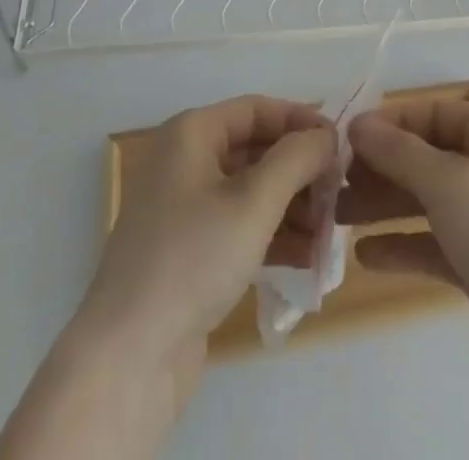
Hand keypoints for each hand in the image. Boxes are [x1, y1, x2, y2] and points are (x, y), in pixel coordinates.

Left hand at [80, 95, 336, 399]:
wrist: (128, 358)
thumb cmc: (192, 258)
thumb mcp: (253, 202)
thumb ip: (296, 159)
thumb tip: (326, 134)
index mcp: (192, 134)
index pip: (257, 109)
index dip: (300, 121)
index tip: (340, 144)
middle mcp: (186, 162)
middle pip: (256, 150)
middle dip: (300, 171)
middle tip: (340, 193)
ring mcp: (185, 210)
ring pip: (251, 192)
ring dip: (293, 207)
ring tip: (330, 232)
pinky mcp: (190, 253)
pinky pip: (240, 228)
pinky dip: (273, 237)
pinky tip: (308, 258)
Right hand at [340, 101, 468, 411]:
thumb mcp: (449, 181)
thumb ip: (399, 153)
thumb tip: (358, 124)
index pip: (436, 115)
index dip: (392, 123)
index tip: (346, 136)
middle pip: (429, 159)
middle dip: (383, 168)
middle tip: (336, 181)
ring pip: (428, 203)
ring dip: (386, 206)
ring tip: (339, 214)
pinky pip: (435, 246)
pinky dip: (402, 246)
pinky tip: (364, 255)